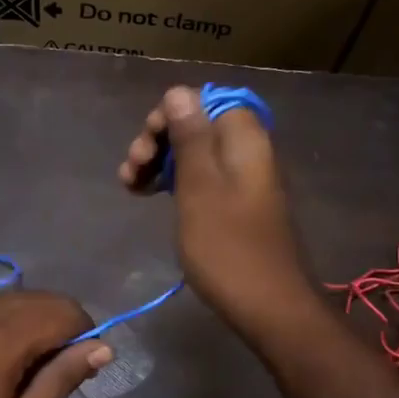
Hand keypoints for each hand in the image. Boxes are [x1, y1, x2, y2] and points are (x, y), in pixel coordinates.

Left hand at [0, 291, 110, 397]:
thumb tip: (103, 348)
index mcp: (5, 338)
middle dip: (62, 325)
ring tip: (22, 366)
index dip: (85, 334)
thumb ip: (62, 381)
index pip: (67, 311)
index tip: (78, 367)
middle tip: (52, 370)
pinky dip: (6, 320)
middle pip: (43, 298)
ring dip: (34, 321)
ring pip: (16, 298)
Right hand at [118, 86, 313, 333]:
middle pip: (196, 126)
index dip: (168, 115)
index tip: (145, 147)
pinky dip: (175, 184)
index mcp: (244, 138)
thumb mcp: (199, 188)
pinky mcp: (237, 205)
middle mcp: (248, 151)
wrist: (268, 306)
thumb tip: (179, 91)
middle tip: (132, 171)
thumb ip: (189, 137)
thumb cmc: (228, 247)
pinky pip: (203, 179)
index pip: (202, 100)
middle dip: (158, 142)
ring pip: (195, 154)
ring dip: (160, 164)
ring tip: (130, 187)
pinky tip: (150, 197)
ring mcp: (244, 180)